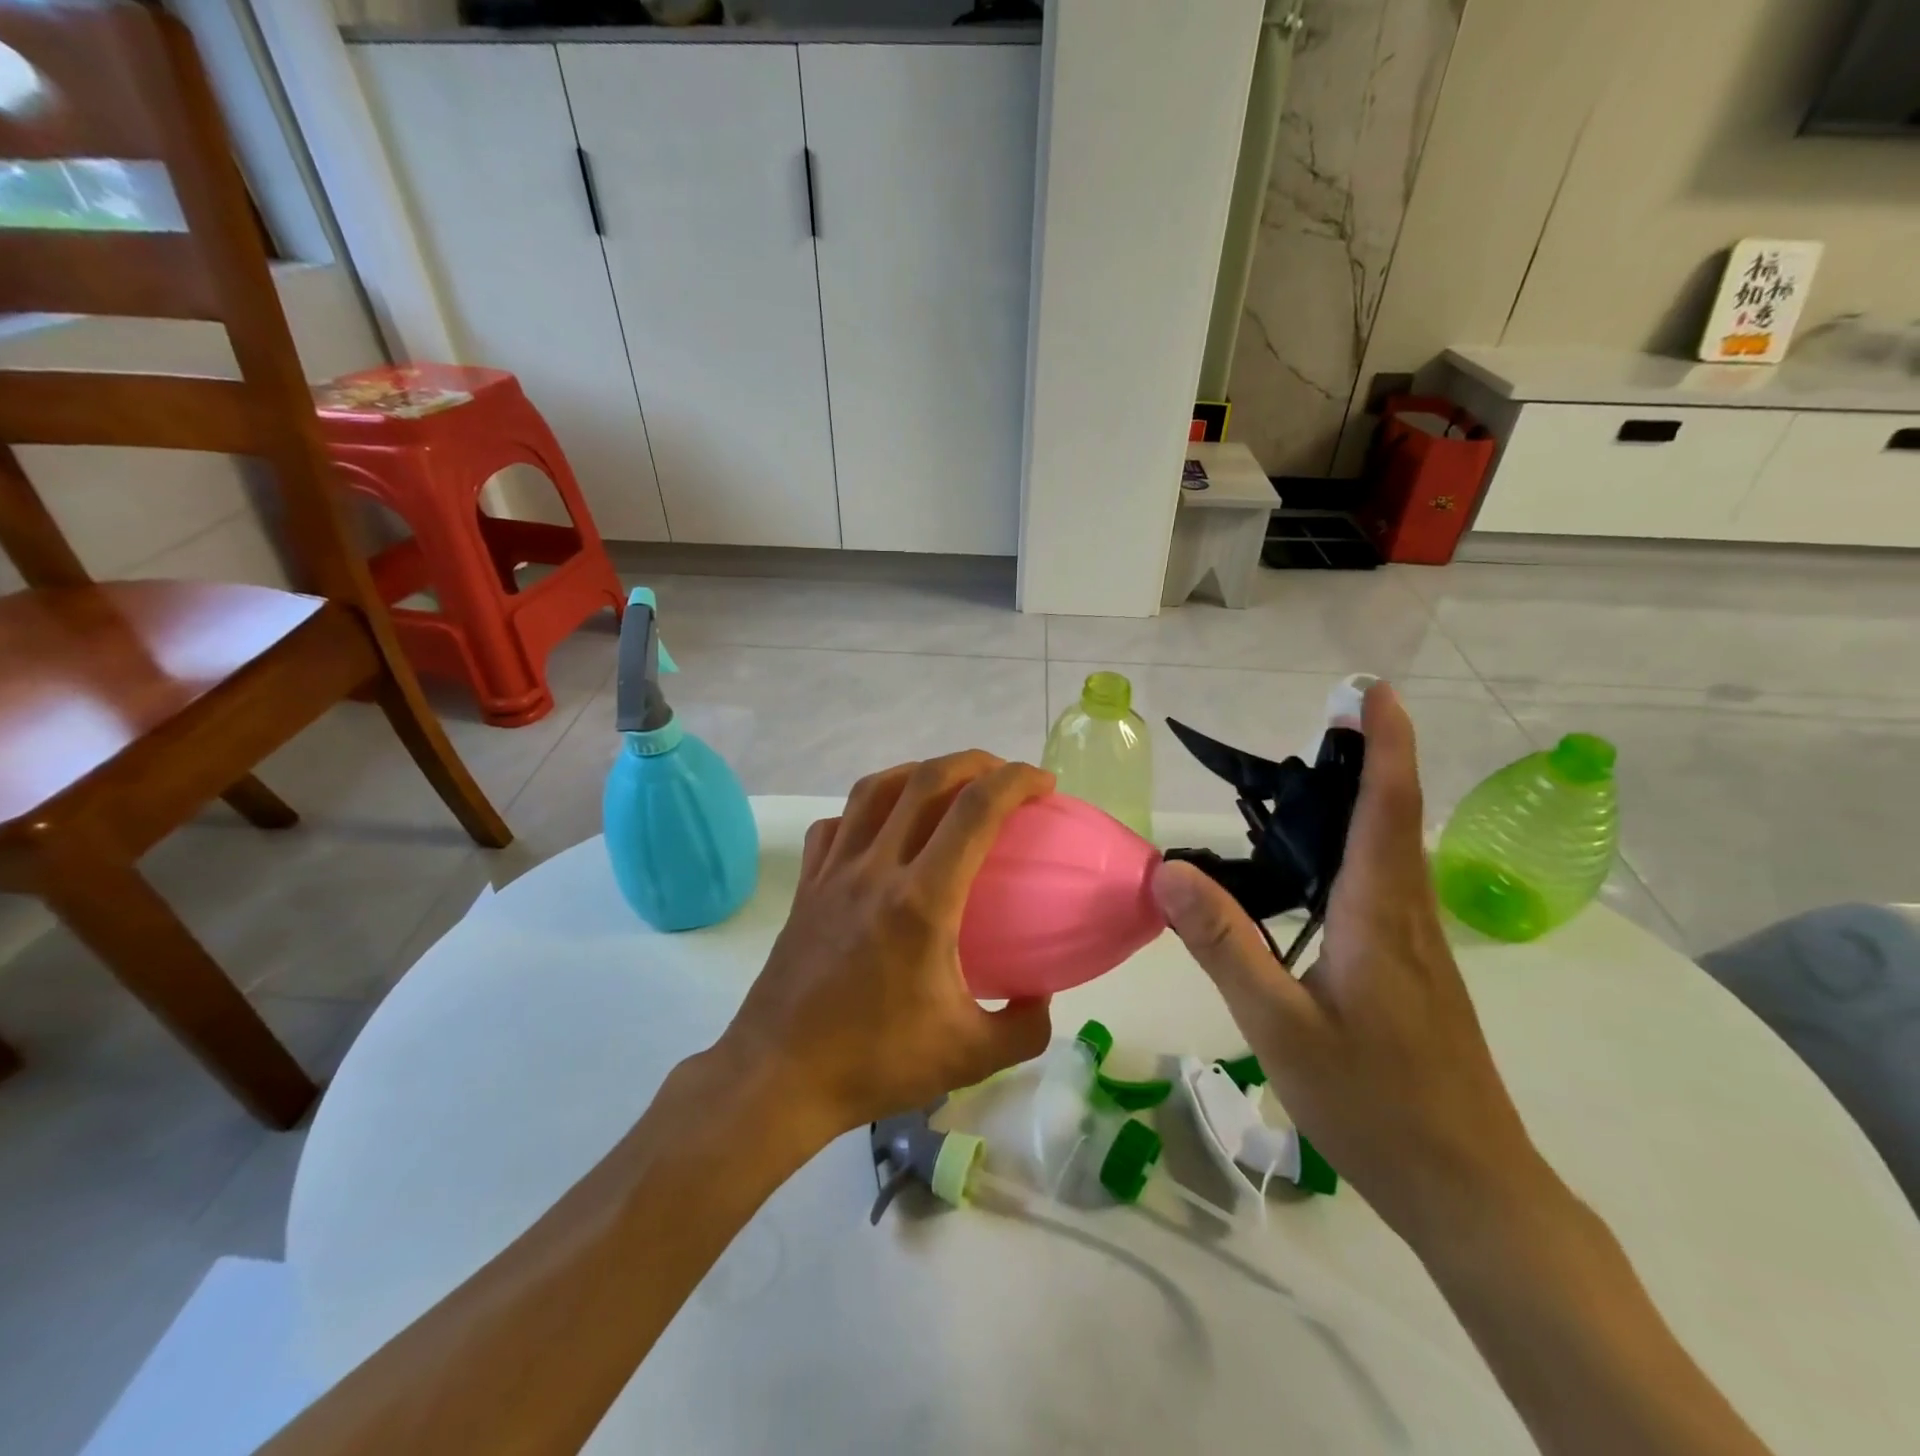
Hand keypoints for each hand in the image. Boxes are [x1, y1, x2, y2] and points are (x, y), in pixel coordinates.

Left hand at [715, 752, 1055, 1143]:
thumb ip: (1024, 1027)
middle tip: (1003, 774)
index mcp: (922, 900)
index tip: (1043, 784)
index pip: (975, 811)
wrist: (779, 1077)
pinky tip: (878, 828)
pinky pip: (835, 825)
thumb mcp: (970, 1057)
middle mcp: (876, 869)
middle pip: (925, 781)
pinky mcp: (806, 886)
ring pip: (874, 790)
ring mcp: (834, 873)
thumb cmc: (875, 1063)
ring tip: (946, 785)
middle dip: (974, 762)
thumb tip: (1042, 996)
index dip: (1016, 782)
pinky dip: (863, 811)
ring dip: (918, 772)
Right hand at [1151, 682, 1561, 1259]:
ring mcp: (1416, 943)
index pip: (1388, 806)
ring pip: (1390, 850)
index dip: (1386, 742)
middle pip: (1393, 815)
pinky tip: (1312, 871)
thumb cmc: (1375, 1105)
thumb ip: (1223, 944)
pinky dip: (1354, 846)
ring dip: (1360, 800)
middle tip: (1318, 724)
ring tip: (1305, 782)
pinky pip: (1382, 883)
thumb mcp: (1280, 1026)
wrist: (1471, 1190)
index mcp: (1380, 914)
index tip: (1372, 691)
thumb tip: (1168, 870)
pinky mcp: (1413, 968)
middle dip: (1366, 758)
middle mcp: (1407, 914)